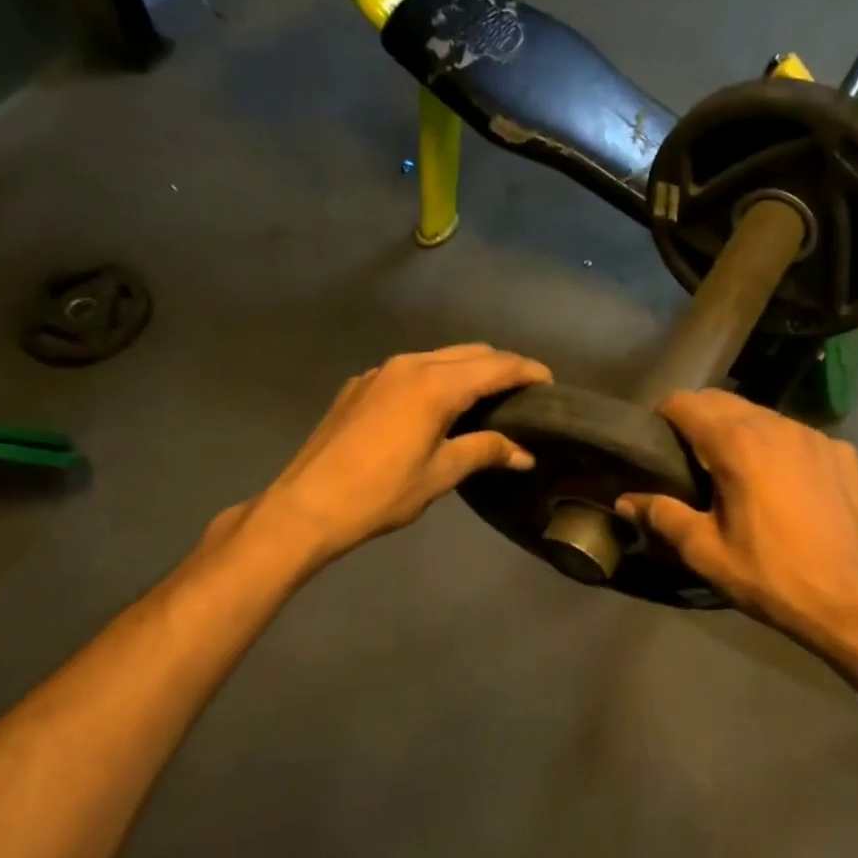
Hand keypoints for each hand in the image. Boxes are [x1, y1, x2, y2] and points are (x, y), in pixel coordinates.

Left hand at [249, 344, 551, 565]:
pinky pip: (410, 370)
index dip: (527, 371)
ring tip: (486, 398)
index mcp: (436, 385)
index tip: (550, 383)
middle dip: (501, 367)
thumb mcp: (440, 474)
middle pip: (470, 353)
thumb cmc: (381, 493)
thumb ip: (485, 451)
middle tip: (522, 393)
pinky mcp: (360, 385)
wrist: (308, 504)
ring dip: (468, 370)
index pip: (496, 366)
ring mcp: (380, 371)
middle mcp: (409, 365)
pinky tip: (437, 406)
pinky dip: (436, 378)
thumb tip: (524, 453)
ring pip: (439, 357)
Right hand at [615, 390, 857, 645]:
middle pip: (722, 401)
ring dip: (738, 431)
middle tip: (688, 462)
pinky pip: (796, 435)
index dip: (663, 419)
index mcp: (737, 444)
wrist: (847, 601)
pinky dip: (778, 448)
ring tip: (733, 471)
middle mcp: (776, 425)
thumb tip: (625, 500)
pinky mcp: (841, 453)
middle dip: (698, 421)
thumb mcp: (704, 551)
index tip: (657, 447)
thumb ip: (661, 515)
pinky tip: (780, 484)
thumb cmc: (768, 575)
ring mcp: (814, 436)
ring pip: (761, 415)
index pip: (685, 403)